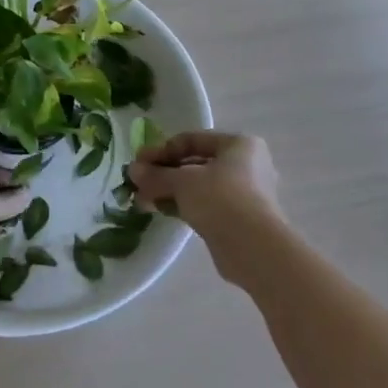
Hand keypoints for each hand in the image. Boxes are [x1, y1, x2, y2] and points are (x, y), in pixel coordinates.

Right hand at [129, 131, 283, 238]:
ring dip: (170, 191)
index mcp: (240, 144)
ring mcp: (244, 194)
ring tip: (143, 201)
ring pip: (199, 186)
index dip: (162, 150)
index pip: (193, 140)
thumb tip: (133, 170)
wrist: (254, 248)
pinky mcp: (239, 219)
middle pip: (196, 163)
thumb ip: (156, 175)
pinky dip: (184, 205)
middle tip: (138, 183)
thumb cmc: (221, 198)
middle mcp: (246, 165)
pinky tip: (160, 211)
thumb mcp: (183, 181)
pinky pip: (206, 205)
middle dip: (164, 173)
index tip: (138, 162)